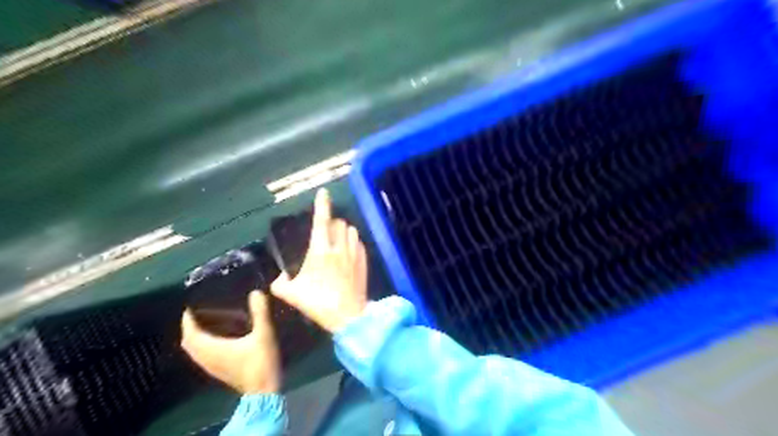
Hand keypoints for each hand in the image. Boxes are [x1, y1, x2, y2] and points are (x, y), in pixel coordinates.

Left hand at [180, 291, 280, 393]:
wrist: (264, 390)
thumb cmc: (262, 361)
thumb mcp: (264, 333)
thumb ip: (260, 312)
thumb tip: (256, 292)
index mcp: (213, 348)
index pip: (191, 332)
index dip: (187, 318)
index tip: (191, 304)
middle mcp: (207, 358)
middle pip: (189, 341)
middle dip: (191, 326)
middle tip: (200, 312)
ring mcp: (212, 366)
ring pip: (195, 349)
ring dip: (197, 336)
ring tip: (208, 322)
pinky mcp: (219, 371)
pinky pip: (203, 355)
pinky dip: (204, 344)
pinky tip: (219, 338)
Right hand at [271, 189, 368, 335]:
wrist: (348, 315)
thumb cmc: (319, 303)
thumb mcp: (291, 294)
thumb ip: (279, 283)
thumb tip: (278, 278)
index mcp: (321, 250)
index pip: (321, 220)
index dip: (321, 204)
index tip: (323, 192)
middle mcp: (339, 247)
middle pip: (339, 222)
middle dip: (332, 221)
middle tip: (325, 230)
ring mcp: (354, 253)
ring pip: (351, 230)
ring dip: (344, 230)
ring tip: (337, 239)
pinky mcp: (364, 261)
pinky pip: (359, 242)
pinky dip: (353, 241)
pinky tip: (349, 250)